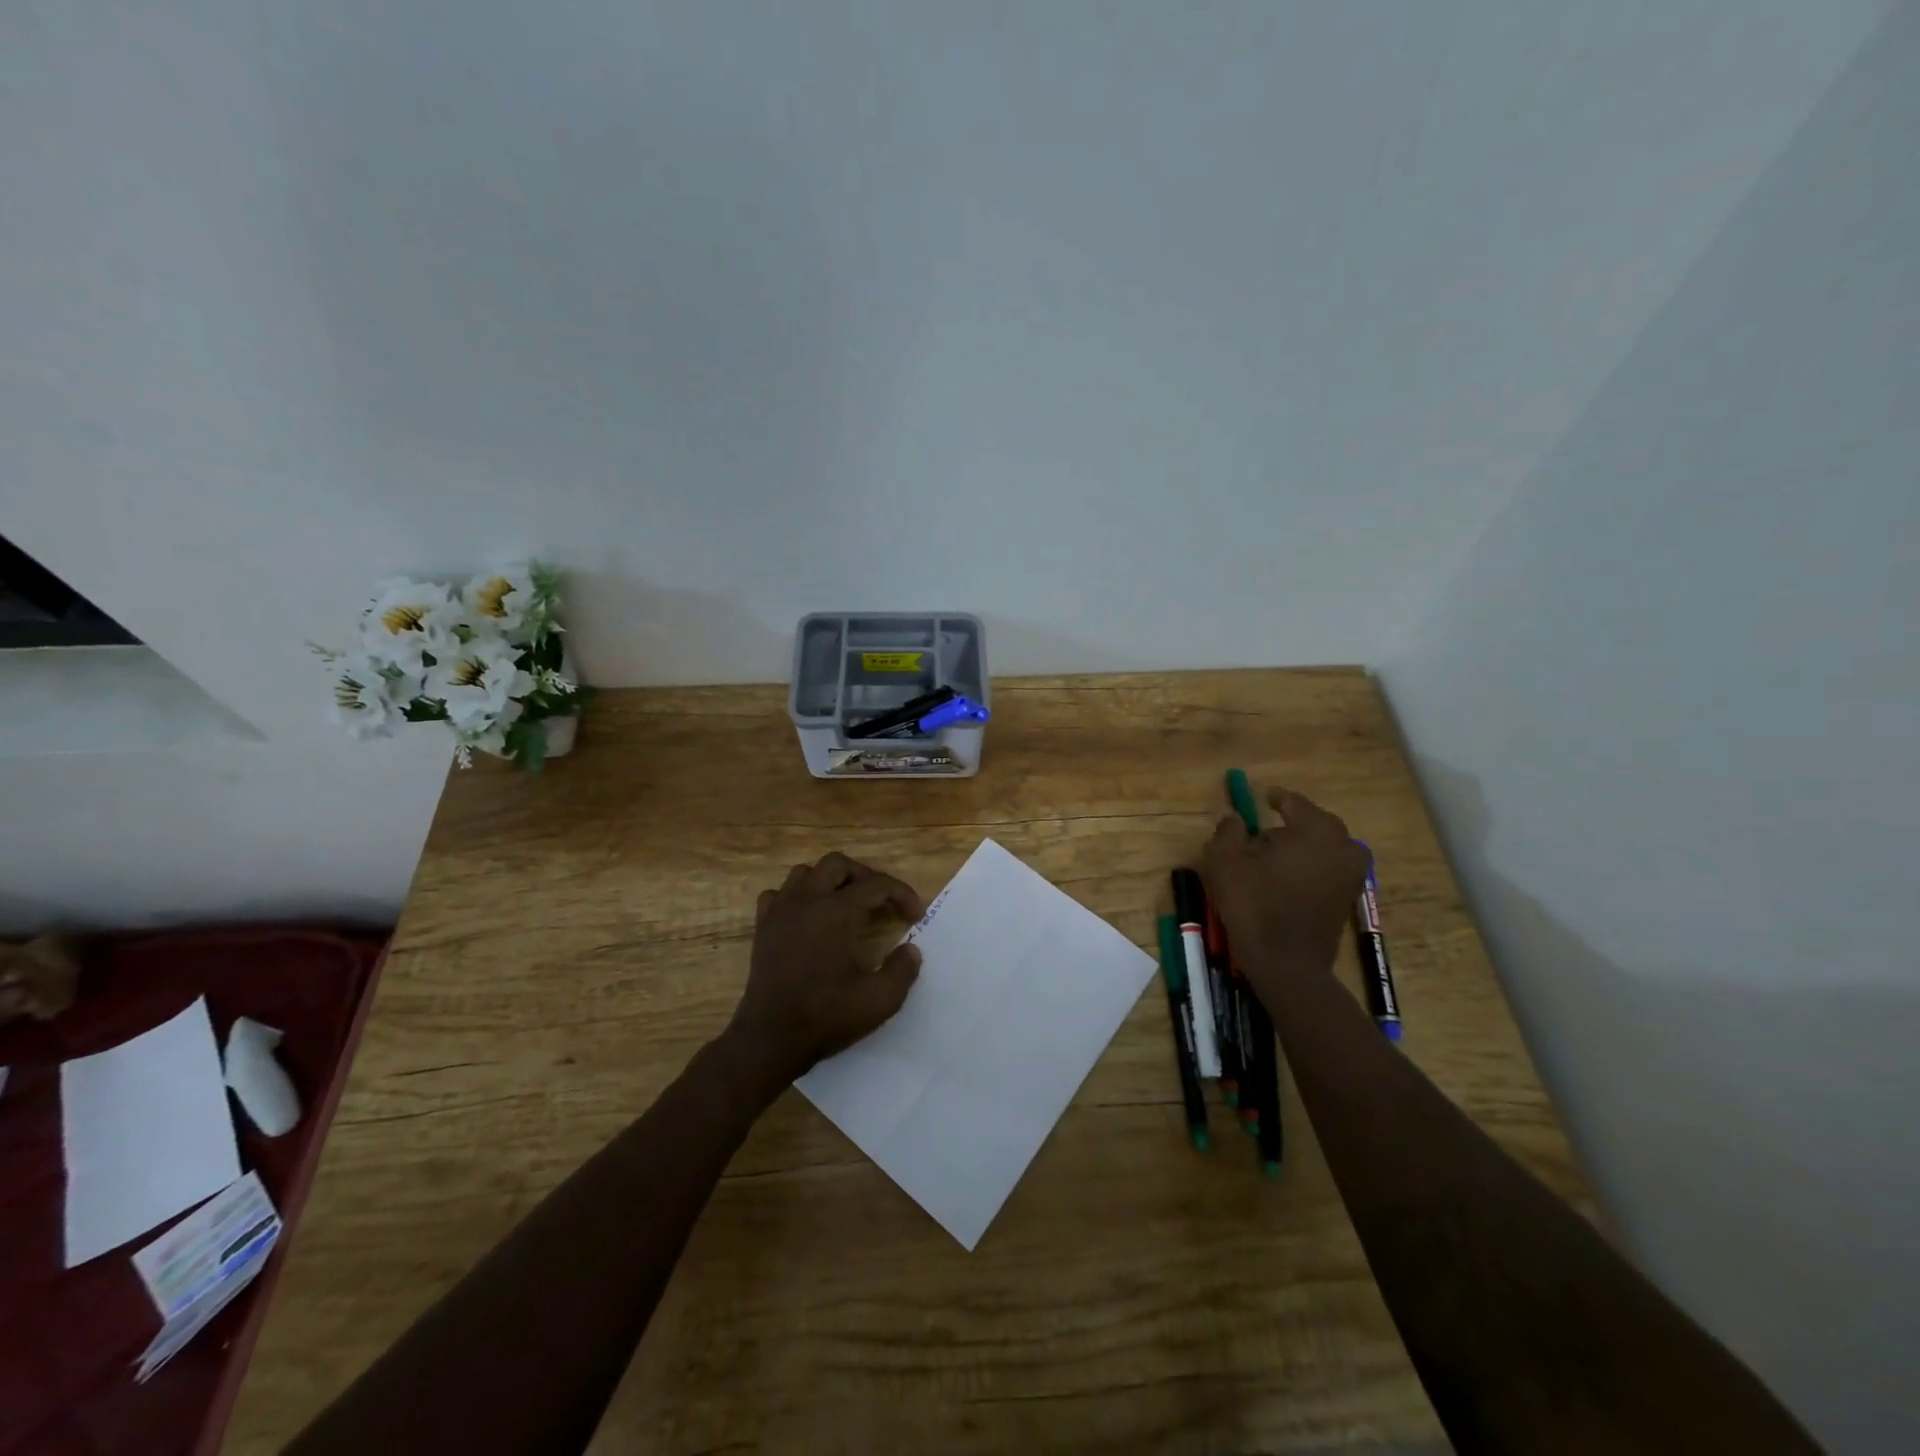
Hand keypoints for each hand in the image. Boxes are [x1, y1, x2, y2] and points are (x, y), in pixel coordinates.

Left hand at [720, 852, 924, 1095]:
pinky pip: (778, 894)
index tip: (915, 916)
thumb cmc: (826, 1016)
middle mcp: (807, 900)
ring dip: (830, 881)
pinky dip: (796, 896)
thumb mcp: (880, 1000)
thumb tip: (910, 950)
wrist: (770, 1039)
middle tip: (881, 902)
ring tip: (846, 903)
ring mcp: (780, 911)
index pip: (877, 884)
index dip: (902, 894)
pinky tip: (808, 916)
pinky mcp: (763, 927)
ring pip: (806, 872)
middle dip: (866, 877)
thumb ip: (903, 970)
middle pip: (839, 864)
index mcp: (837, 912)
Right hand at [1199, 785, 1370, 984]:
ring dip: (1303, 846)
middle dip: (1292, 823)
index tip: (1264, 796)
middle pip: (1315, 824)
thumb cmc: (1254, 903)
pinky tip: (1285, 878)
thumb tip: (1235, 819)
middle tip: (1266, 828)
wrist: (1286, 963)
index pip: (1295, 803)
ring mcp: (1350, 875)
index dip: (1277, 798)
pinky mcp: (1347, 900)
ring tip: (1275, 855)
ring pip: (1325, 848)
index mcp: (1316, 829)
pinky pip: (1328, 870)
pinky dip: (1311, 867)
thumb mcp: (1225, 861)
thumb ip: (1229, 831)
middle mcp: (1342, 846)